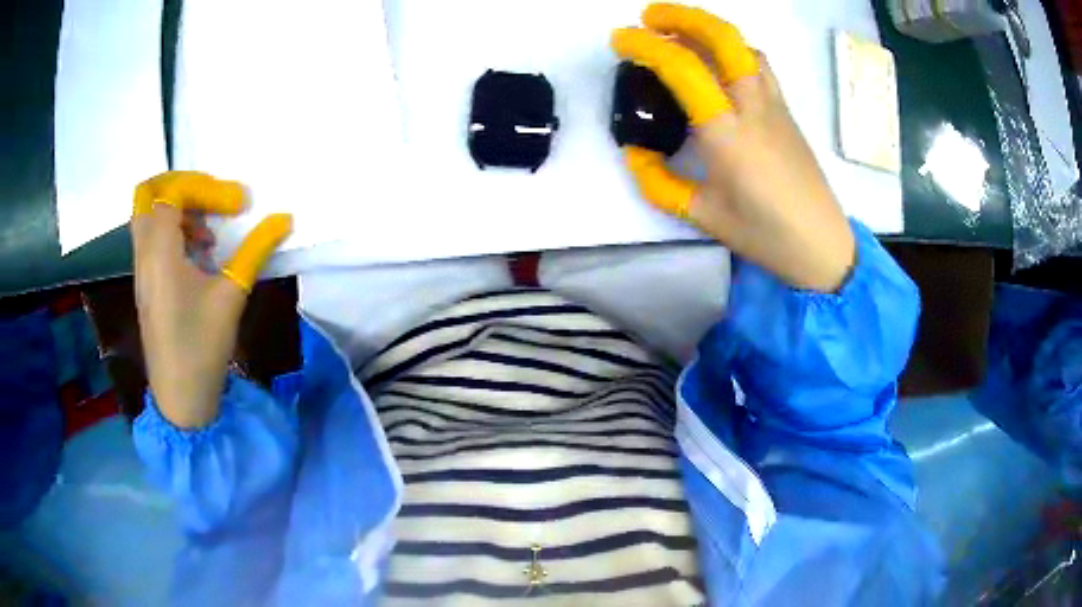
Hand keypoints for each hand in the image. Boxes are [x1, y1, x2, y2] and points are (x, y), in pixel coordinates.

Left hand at [132, 172, 291, 428]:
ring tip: (209, 228)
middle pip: (148, 193)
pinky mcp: (146, 283)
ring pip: (147, 213)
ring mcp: (141, 268)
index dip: (209, 188)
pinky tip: (199, 252)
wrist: (180, 397)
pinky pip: (151, 236)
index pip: (174, 192)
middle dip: (181, 183)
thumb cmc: (202, 347)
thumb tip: (284, 218)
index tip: (239, 205)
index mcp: (160, 252)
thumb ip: (255, 251)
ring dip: (178, 207)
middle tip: (210, 195)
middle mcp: (144, 253)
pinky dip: (172, 229)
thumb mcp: (231, 296)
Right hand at [612, 3, 855, 292]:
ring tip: (681, 35)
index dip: (646, 45)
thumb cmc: (764, 235)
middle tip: (650, 16)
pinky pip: (759, 65)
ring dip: (710, 30)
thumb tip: (635, 154)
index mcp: (728, 133)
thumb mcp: (702, 215)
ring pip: (745, 47)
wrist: (822, 246)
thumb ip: (659, 182)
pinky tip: (719, 64)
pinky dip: (734, 50)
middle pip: (724, 38)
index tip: (621, 40)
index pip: (683, 68)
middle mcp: (753, 107)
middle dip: (683, 17)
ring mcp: (775, 105)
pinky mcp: (787, 112)